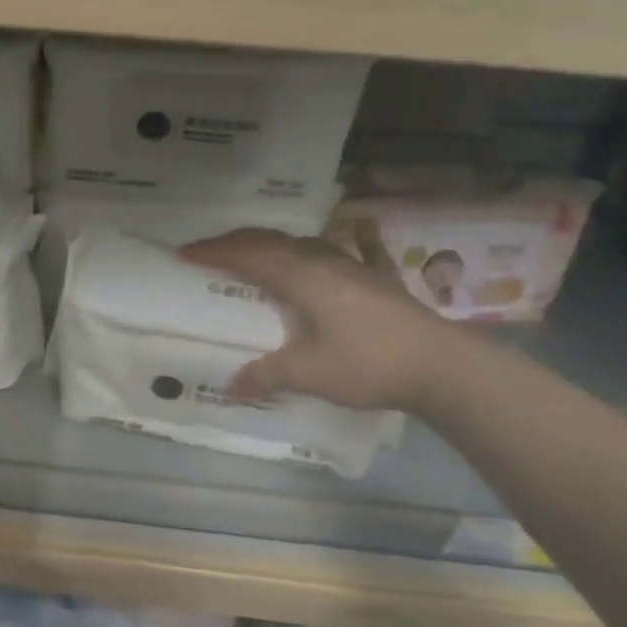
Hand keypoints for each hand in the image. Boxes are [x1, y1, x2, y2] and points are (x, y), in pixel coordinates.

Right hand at [181, 228, 463, 412]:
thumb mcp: (309, 373)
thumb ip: (267, 375)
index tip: (184, 253)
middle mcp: (322, 260)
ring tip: (251, 256)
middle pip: (271, 240)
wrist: (442, 365)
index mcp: (301, 276)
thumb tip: (232, 385)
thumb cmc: (368, 363)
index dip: (213, 251)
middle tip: (209, 252)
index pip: (247, 254)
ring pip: (300, 242)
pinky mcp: (374, 277)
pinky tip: (334, 243)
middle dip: (236, 242)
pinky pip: (336, 251)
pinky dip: (315, 249)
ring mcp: (352, 265)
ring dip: (270, 245)